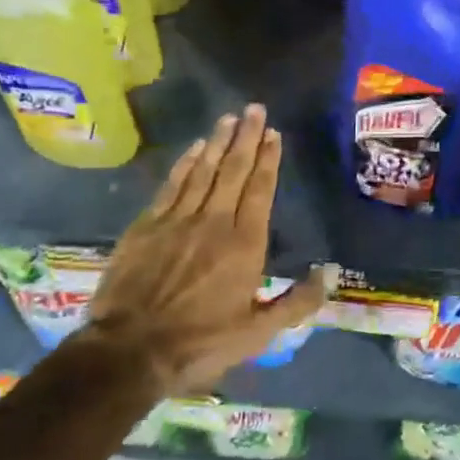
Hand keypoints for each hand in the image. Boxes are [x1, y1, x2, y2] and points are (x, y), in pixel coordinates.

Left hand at [82, 104, 334, 395]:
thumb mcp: (258, 334)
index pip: (260, 189)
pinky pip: (172, 185)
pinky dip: (185, 164)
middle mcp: (214, 221)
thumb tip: (330, 274)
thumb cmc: (200, 343)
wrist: (129, 351)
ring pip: (203, 171)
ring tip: (228, 119)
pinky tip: (194, 149)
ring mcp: (177, 220)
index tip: (274, 133)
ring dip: (217, 142)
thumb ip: (296, 303)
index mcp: (244, 244)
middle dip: (246, 137)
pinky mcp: (147, 226)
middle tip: (254, 109)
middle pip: (234, 170)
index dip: (268, 159)